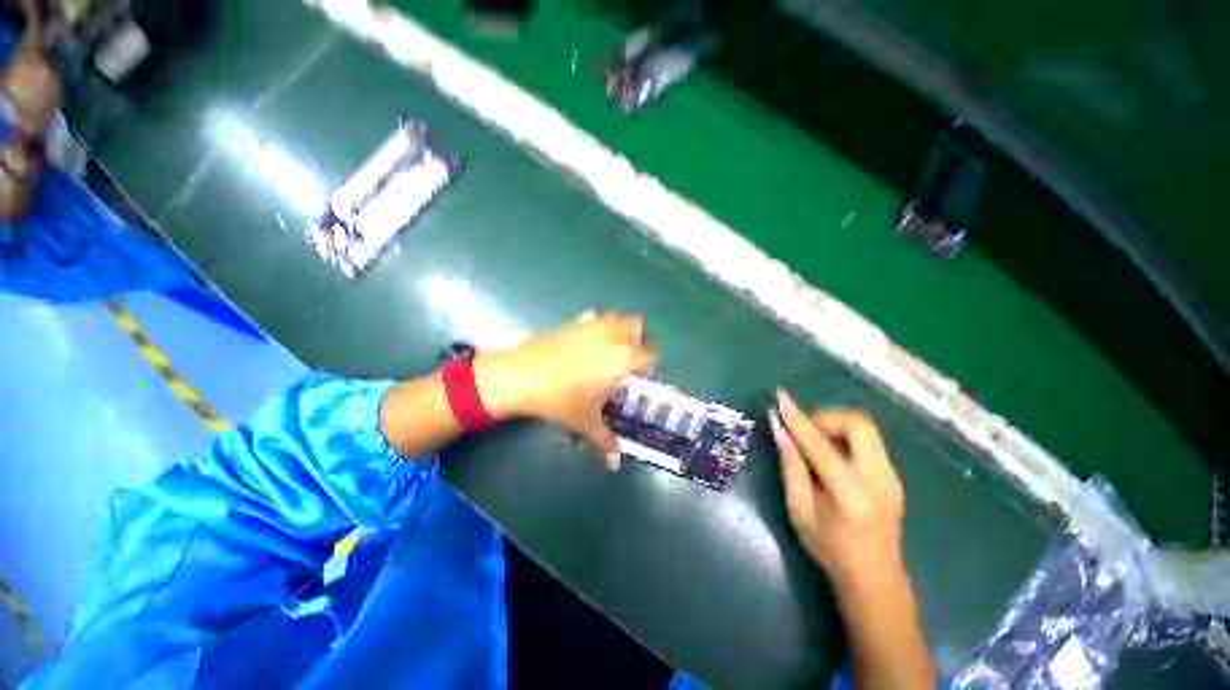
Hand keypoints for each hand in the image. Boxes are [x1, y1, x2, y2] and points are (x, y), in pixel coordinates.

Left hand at [475, 313, 656, 467]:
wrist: (520, 376)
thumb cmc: (560, 400)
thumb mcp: (585, 422)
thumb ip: (605, 441)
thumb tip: (615, 463)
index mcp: (623, 358)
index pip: (650, 355)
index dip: (651, 364)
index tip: (643, 376)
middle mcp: (611, 336)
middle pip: (636, 326)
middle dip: (637, 339)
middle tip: (628, 359)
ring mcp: (590, 325)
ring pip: (615, 317)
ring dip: (618, 329)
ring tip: (608, 349)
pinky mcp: (571, 322)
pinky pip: (591, 318)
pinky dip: (595, 325)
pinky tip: (583, 342)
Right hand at [769, 389, 905, 588]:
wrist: (875, 578)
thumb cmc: (829, 548)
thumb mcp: (799, 509)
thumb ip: (790, 465)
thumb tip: (778, 428)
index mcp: (851, 494)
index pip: (820, 444)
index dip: (798, 419)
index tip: (780, 397)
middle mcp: (879, 479)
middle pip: (858, 424)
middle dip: (826, 417)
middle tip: (803, 431)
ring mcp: (892, 476)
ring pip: (865, 428)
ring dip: (835, 426)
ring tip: (813, 442)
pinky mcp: (893, 475)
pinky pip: (868, 441)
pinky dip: (844, 437)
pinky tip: (830, 455)